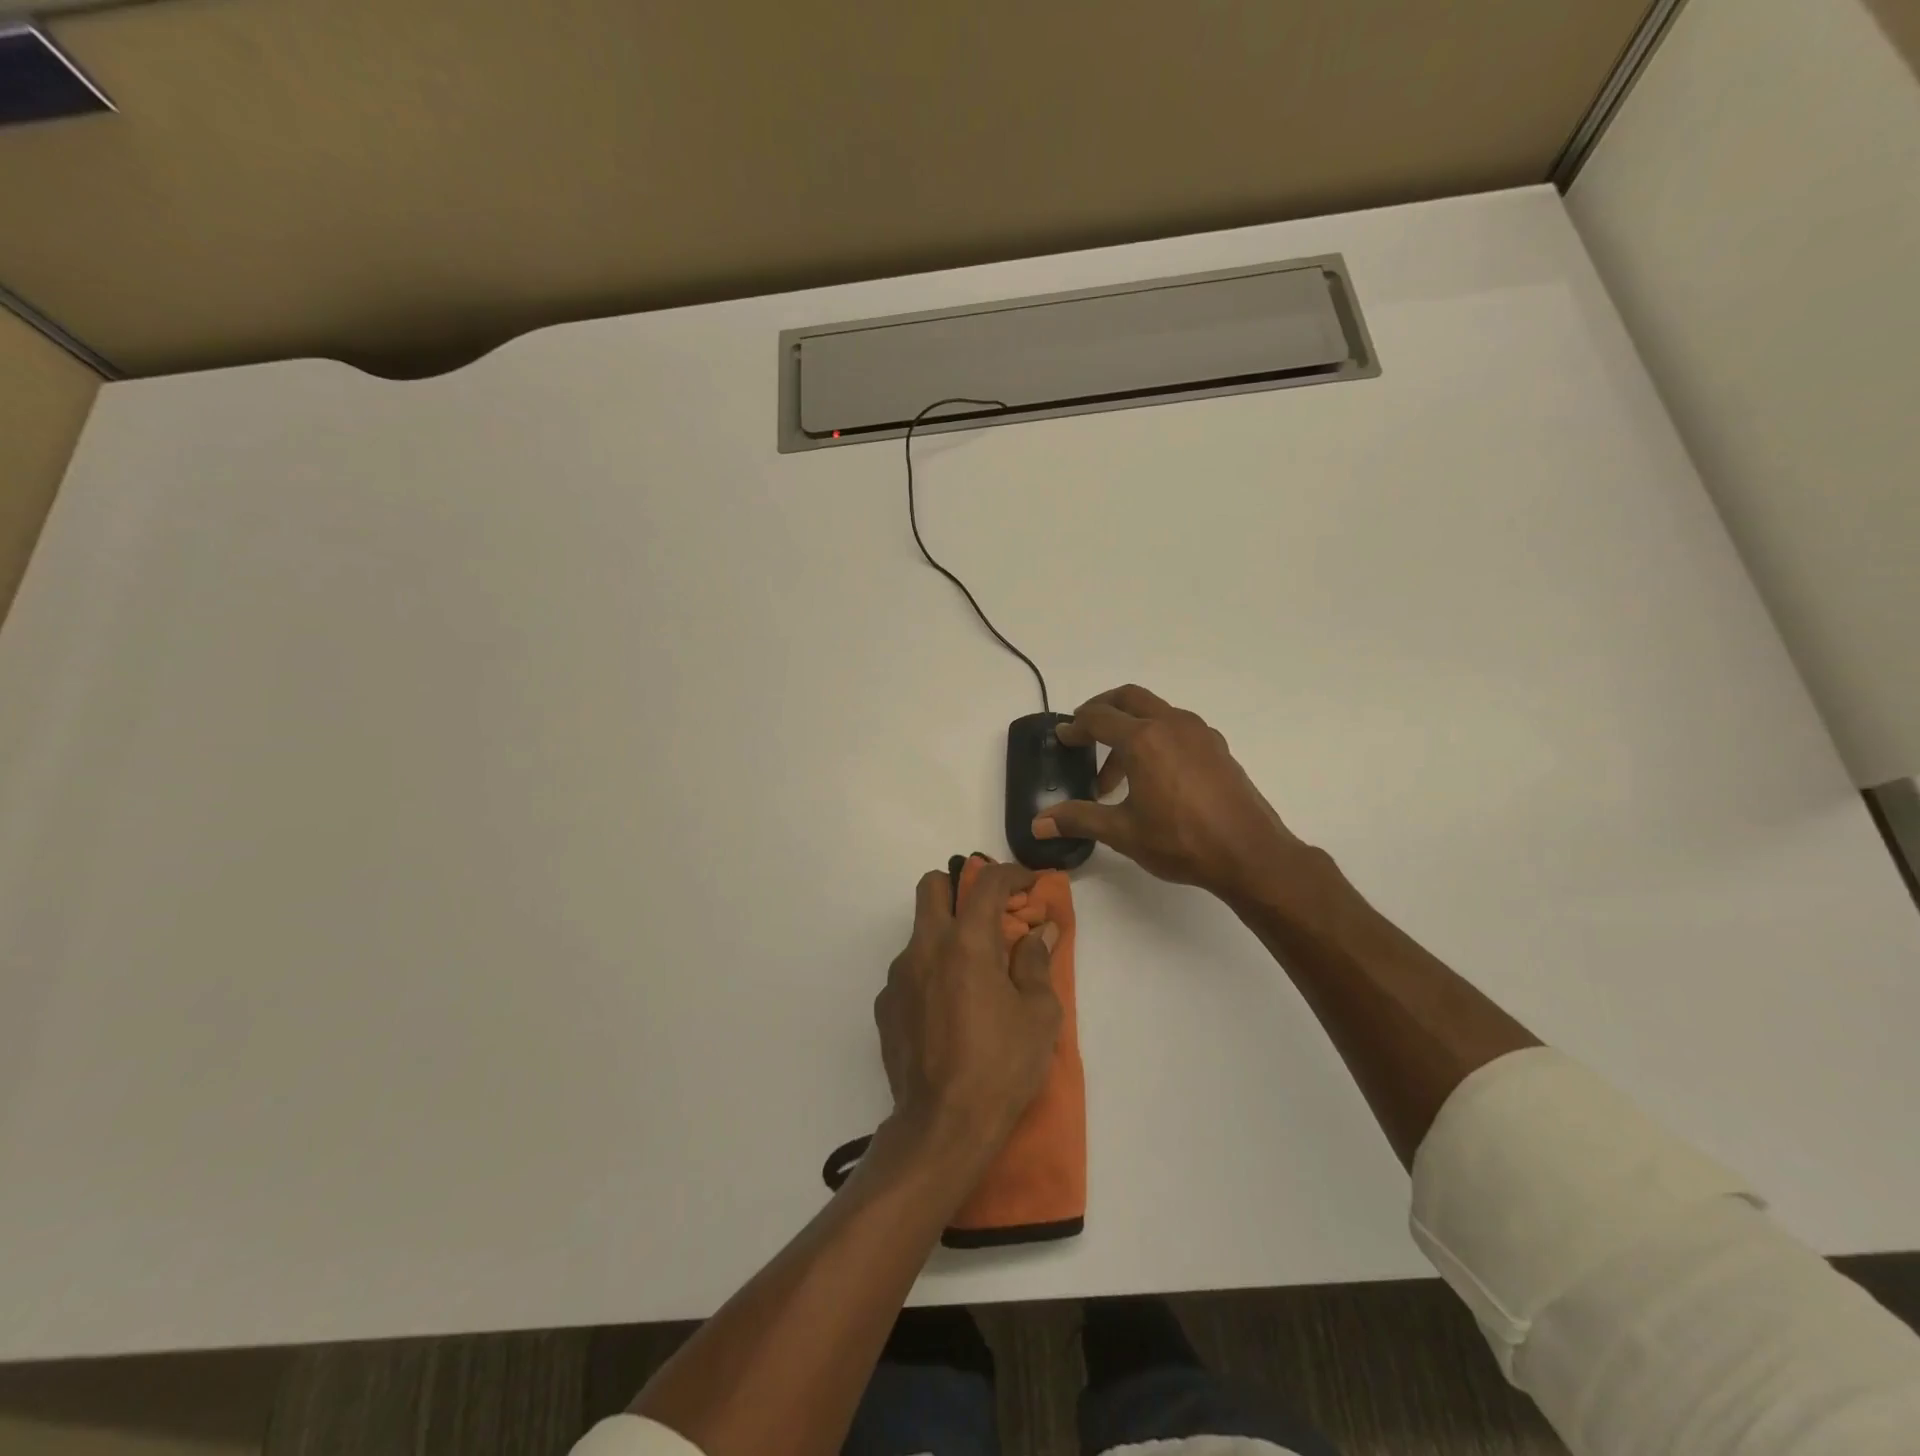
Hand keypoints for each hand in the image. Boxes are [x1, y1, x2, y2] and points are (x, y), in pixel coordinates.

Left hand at [874, 861, 1061, 1158]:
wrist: (942, 1126)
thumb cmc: (1001, 1066)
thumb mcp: (1038, 1015)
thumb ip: (1036, 963)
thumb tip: (1038, 933)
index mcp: (966, 943)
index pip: (986, 883)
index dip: (1012, 875)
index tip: (1028, 886)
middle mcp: (925, 948)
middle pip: (932, 886)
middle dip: (960, 888)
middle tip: (987, 917)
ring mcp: (898, 976)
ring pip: (920, 933)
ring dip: (945, 938)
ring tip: (972, 979)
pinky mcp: (885, 1005)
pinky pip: (909, 972)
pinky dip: (930, 975)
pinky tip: (948, 1012)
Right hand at [1033, 684, 1303, 902]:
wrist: (1249, 853)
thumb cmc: (1180, 840)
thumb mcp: (1123, 832)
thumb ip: (1079, 819)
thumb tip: (1038, 823)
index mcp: (1143, 739)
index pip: (1098, 719)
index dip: (1075, 726)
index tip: (1062, 737)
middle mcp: (1171, 724)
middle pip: (1128, 698)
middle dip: (1102, 709)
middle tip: (1084, 731)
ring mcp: (1199, 733)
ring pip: (1155, 712)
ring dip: (1130, 728)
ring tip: (1118, 772)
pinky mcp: (1217, 747)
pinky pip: (1177, 727)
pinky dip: (1156, 737)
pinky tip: (1155, 775)